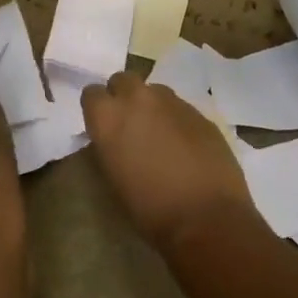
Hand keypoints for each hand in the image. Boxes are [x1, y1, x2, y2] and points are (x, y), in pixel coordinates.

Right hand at [82, 71, 257, 253]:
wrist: (206, 217)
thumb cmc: (149, 208)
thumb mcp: (112, 177)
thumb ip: (108, 145)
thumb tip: (112, 138)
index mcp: (108, 116)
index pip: (91, 94)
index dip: (97, 109)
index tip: (102, 126)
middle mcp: (138, 99)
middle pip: (123, 80)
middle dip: (123, 97)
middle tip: (130, 124)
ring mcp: (173, 102)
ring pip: (155, 91)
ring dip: (152, 106)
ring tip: (159, 134)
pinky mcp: (201, 113)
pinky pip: (180, 108)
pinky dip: (177, 120)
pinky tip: (185, 146)